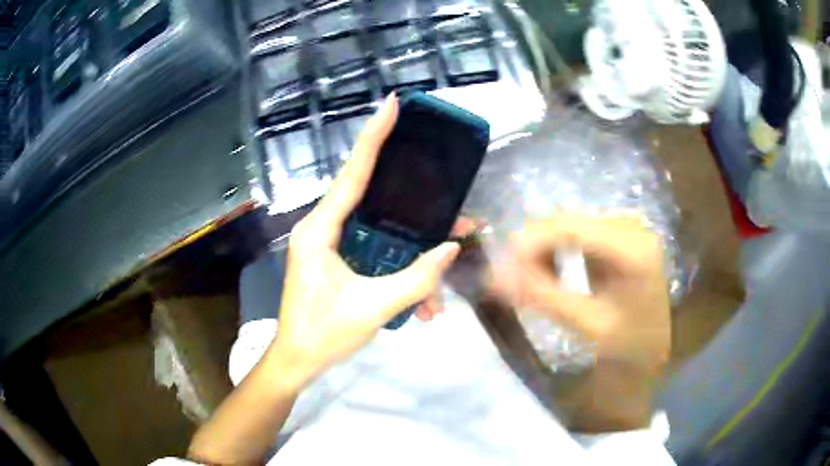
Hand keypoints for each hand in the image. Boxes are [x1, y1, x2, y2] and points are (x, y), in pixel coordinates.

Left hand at [266, 94, 460, 388]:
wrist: (299, 360)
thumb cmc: (324, 333)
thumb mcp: (373, 308)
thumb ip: (416, 279)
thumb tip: (452, 248)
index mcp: (321, 229)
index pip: (353, 172)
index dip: (374, 136)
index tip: (391, 105)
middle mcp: (324, 227)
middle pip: (372, 194)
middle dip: (412, 200)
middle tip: (446, 196)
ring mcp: (332, 243)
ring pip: (380, 230)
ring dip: (413, 249)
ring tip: (447, 262)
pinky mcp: (340, 260)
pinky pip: (376, 253)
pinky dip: (401, 271)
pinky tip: (426, 303)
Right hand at [496, 212, 670, 372]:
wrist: (655, 342)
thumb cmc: (627, 341)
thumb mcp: (586, 325)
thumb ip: (543, 298)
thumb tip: (493, 277)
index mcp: (633, 249)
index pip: (571, 227)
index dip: (530, 241)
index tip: (499, 267)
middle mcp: (631, 225)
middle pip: (568, 220)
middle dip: (534, 247)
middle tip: (512, 281)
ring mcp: (626, 224)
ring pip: (568, 222)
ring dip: (544, 248)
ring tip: (534, 281)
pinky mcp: (619, 230)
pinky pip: (577, 229)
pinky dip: (558, 249)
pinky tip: (556, 272)